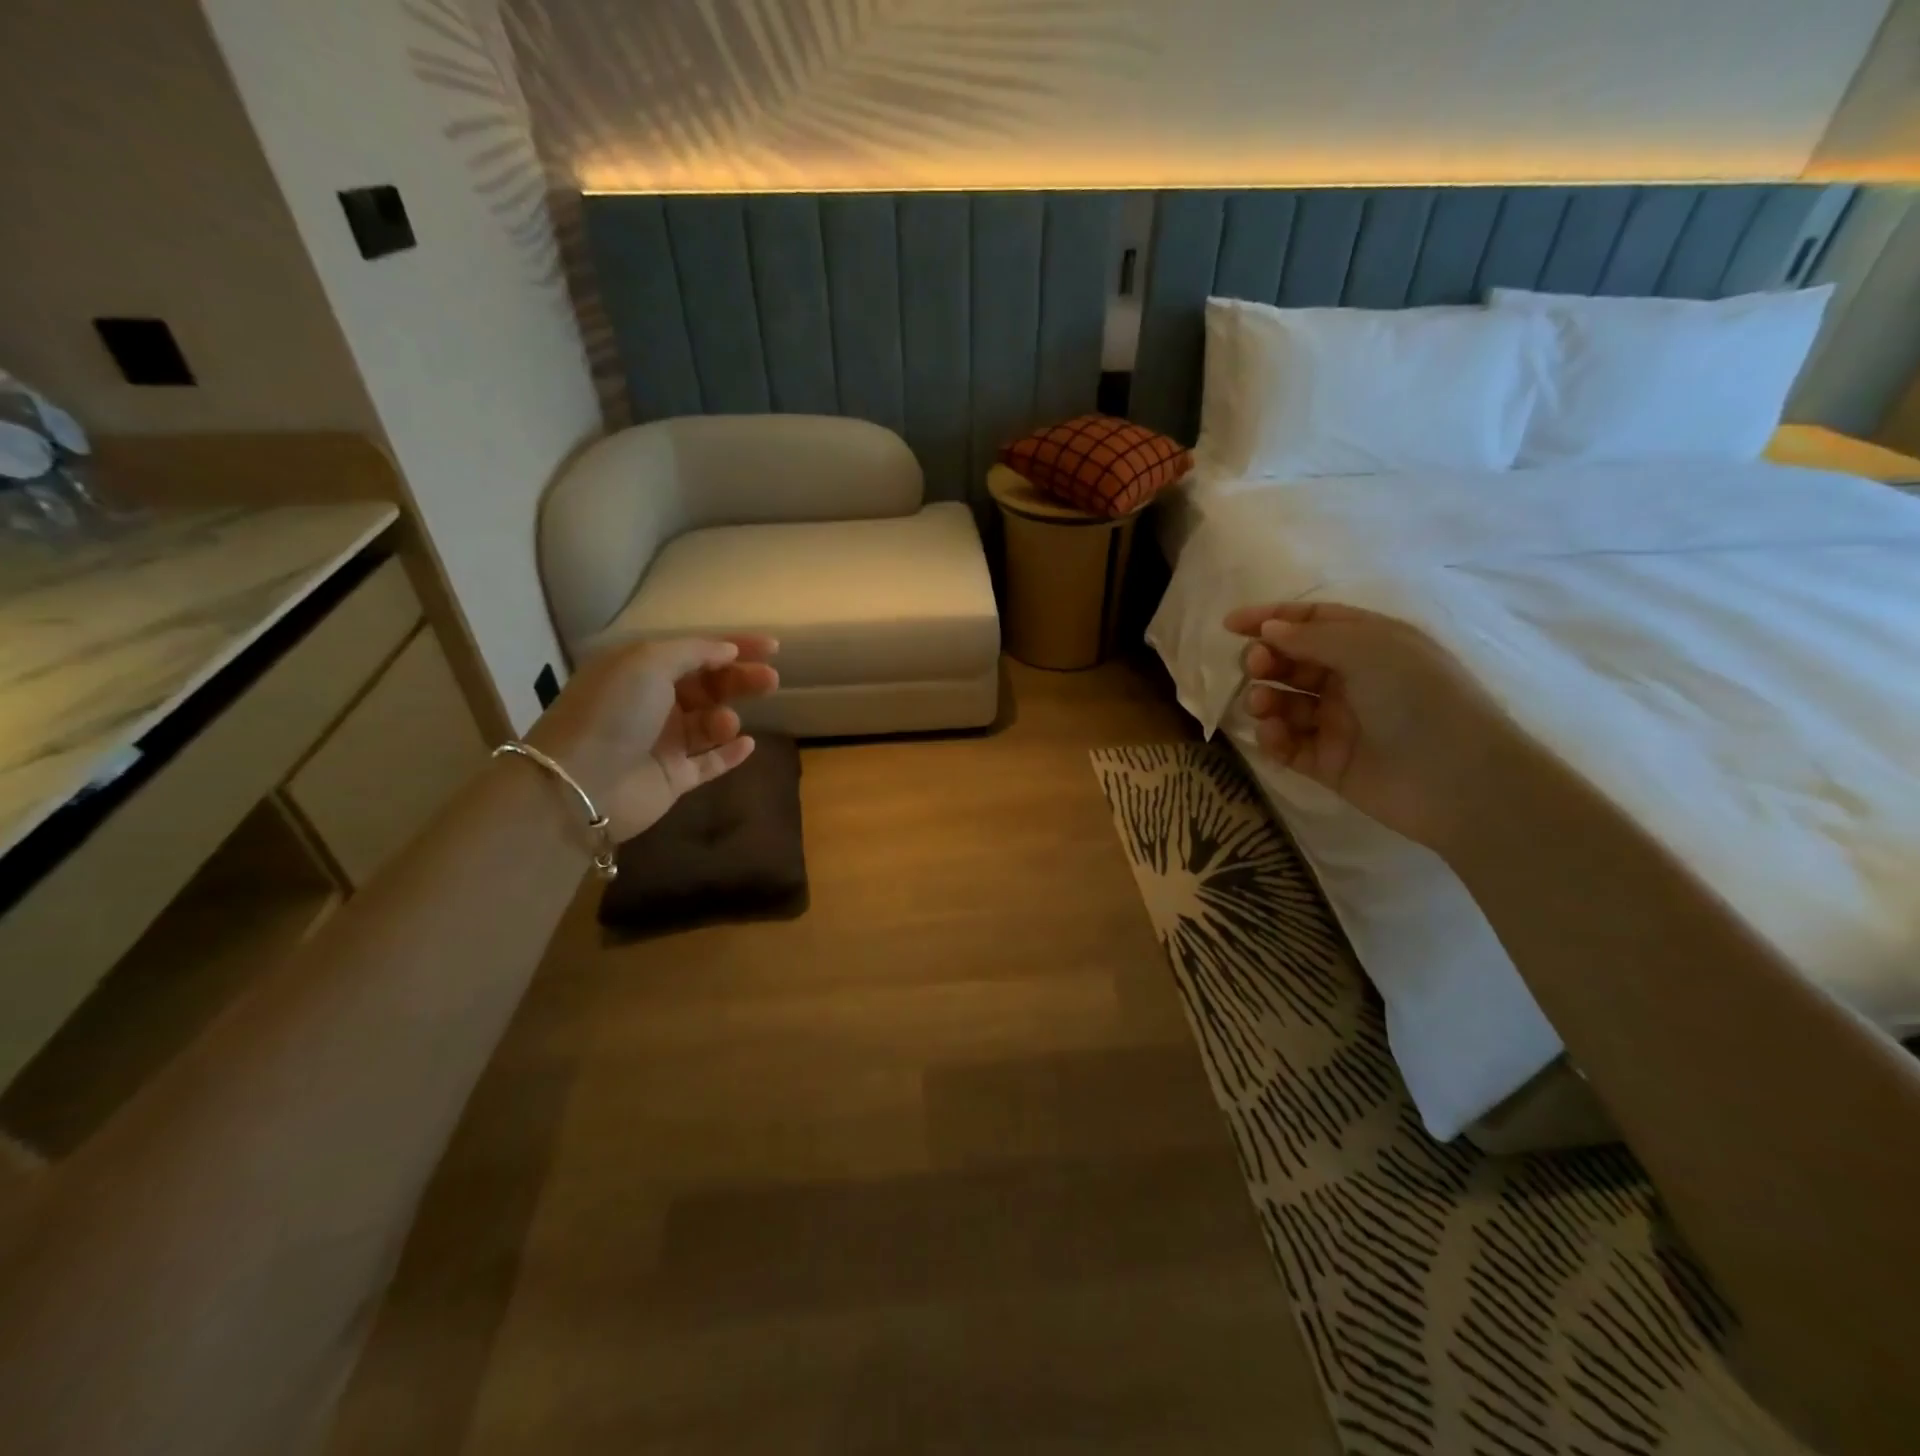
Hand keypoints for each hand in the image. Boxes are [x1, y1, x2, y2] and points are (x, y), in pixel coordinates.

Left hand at [524, 635, 779, 840]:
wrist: (580, 783)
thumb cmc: (614, 711)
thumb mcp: (648, 662)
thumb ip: (694, 652)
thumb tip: (727, 651)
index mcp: (640, 670)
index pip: (695, 652)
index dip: (734, 646)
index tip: (773, 647)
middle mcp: (651, 703)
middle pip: (707, 686)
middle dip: (739, 679)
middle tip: (770, 681)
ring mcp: (662, 742)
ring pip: (709, 723)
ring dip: (726, 717)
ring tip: (726, 723)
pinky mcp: (673, 778)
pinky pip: (710, 762)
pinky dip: (730, 752)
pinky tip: (747, 744)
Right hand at [1223, 602, 1501, 847]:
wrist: (1457, 781)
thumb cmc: (1419, 698)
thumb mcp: (1369, 649)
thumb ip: (1311, 636)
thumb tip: (1268, 628)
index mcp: (1370, 645)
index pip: (1312, 622)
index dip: (1271, 619)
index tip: (1230, 626)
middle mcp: (1352, 680)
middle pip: (1292, 662)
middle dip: (1266, 660)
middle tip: (1256, 667)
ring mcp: (1339, 723)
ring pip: (1285, 703)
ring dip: (1265, 698)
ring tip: (1262, 705)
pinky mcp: (1327, 762)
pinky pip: (1288, 744)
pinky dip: (1273, 737)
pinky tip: (1273, 734)